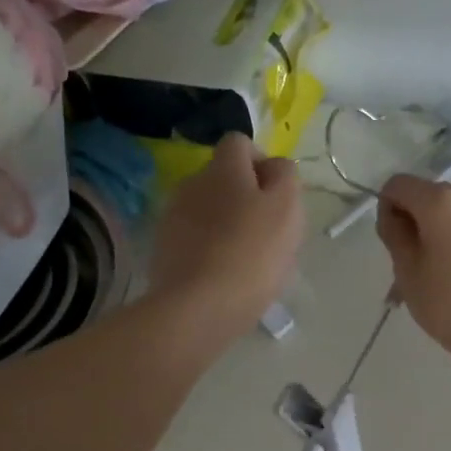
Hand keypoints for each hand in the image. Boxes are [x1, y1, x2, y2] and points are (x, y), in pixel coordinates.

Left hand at [149, 133, 303, 345]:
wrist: (198, 307)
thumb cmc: (252, 254)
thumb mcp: (287, 208)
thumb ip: (286, 177)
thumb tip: (275, 167)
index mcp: (223, 169)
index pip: (239, 143)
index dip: (261, 163)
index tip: (278, 195)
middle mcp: (192, 184)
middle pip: (223, 179)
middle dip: (246, 197)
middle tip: (269, 232)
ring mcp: (173, 218)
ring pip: (209, 211)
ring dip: (228, 225)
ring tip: (248, 260)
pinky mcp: (164, 250)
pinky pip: (195, 239)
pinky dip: (211, 250)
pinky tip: (226, 276)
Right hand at [376, 175, 450, 370]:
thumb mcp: (408, 273)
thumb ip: (395, 236)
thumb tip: (393, 215)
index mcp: (440, 201)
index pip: (398, 185)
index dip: (386, 208)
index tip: (390, 244)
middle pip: (429, 198)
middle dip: (414, 224)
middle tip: (409, 268)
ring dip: (438, 238)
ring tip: (435, 280)